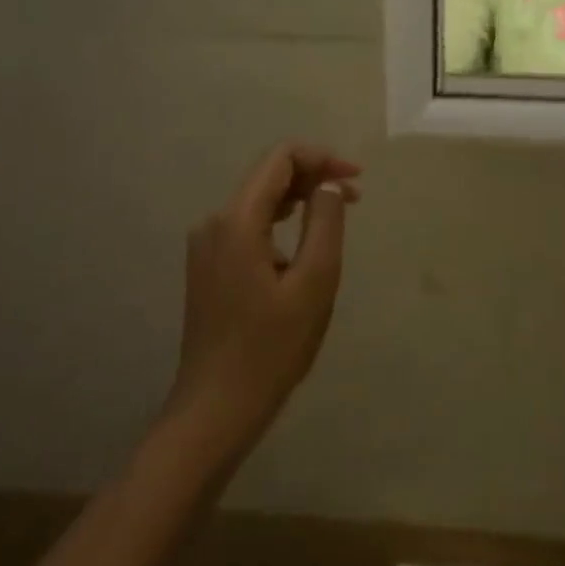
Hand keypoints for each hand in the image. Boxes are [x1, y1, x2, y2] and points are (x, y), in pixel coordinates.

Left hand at [164, 142, 361, 460]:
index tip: (357, 178)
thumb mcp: (314, 283)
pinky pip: (249, 225)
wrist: (217, 407)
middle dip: (314, 176)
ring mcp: (207, 246)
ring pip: (259, 200)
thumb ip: (325, 223)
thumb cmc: (271, 348)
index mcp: (237, 221)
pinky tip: (304, 242)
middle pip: (268, 176)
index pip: (280, 159)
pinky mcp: (209, 267)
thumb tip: (328, 185)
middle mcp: (214, 223)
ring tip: (337, 214)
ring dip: (300, 198)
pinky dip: (281, 220)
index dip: (322, 158)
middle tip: (355, 197)